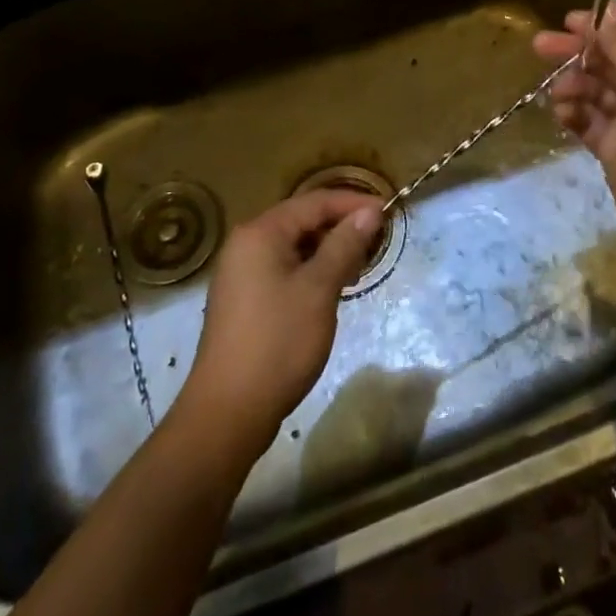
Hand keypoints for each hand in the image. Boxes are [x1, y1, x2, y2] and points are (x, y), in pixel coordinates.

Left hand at [176, 189, 382, 456]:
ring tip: (359, 265)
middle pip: (301, 221)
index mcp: (261, 233)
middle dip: (340, 227)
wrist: (228, 412)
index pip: (314, 202)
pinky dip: (309, 271)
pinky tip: (331, 289)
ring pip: (293, 247)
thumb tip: (369, 212)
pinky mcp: (243, 299)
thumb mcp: (319, 289)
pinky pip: (282, 269)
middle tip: (377, 241)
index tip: (388, 211)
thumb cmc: (278, 343)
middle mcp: (246, 244)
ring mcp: (240, 273)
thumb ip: (344, 245)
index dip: (353, 203)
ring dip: (327, 251)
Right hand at [533, 0, 615, 246]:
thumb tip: (609, 6)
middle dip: (578, 54)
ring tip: (558, 91)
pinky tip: (560, 112)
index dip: (604, 27)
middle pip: (612, 63)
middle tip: (540, 45)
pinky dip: (575, 115)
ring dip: (575, 85)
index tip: (568, 21)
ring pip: (598, 92)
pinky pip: (591, 123)